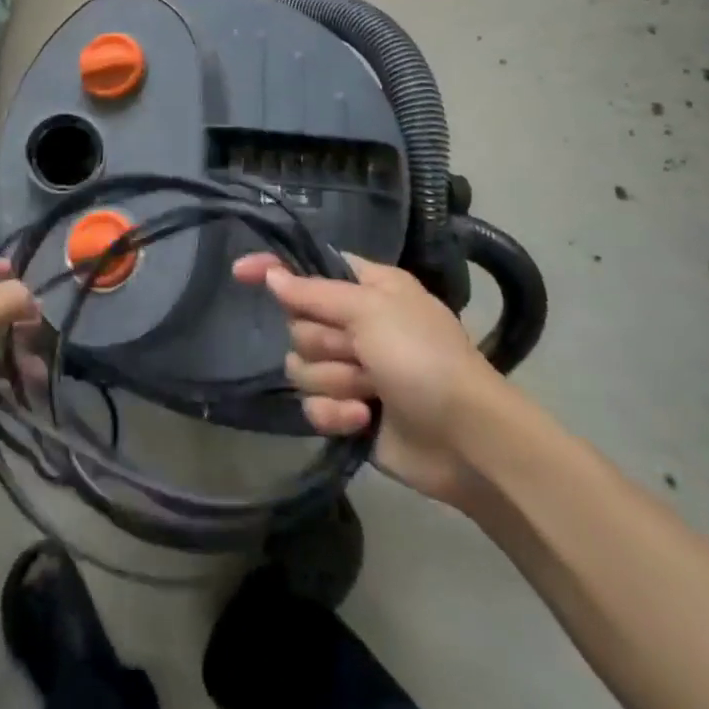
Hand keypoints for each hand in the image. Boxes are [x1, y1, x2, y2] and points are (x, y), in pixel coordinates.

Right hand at [234, 251, 503, 504]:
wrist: (468, 440)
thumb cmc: (423, 358)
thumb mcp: (371, 310)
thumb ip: (314, 292)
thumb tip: (271, 274)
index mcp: (367, 288)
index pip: (308, 268)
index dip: (275, 269)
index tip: (240, 272)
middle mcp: (356, 324)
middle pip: (299, 323)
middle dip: (325, 343)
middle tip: (360, 353)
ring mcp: (353, 369)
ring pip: (301, 365)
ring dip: (334, 380)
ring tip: (369, 391)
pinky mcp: (349, 411)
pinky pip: (312, 405)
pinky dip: (335, 412)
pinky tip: (361, 419)